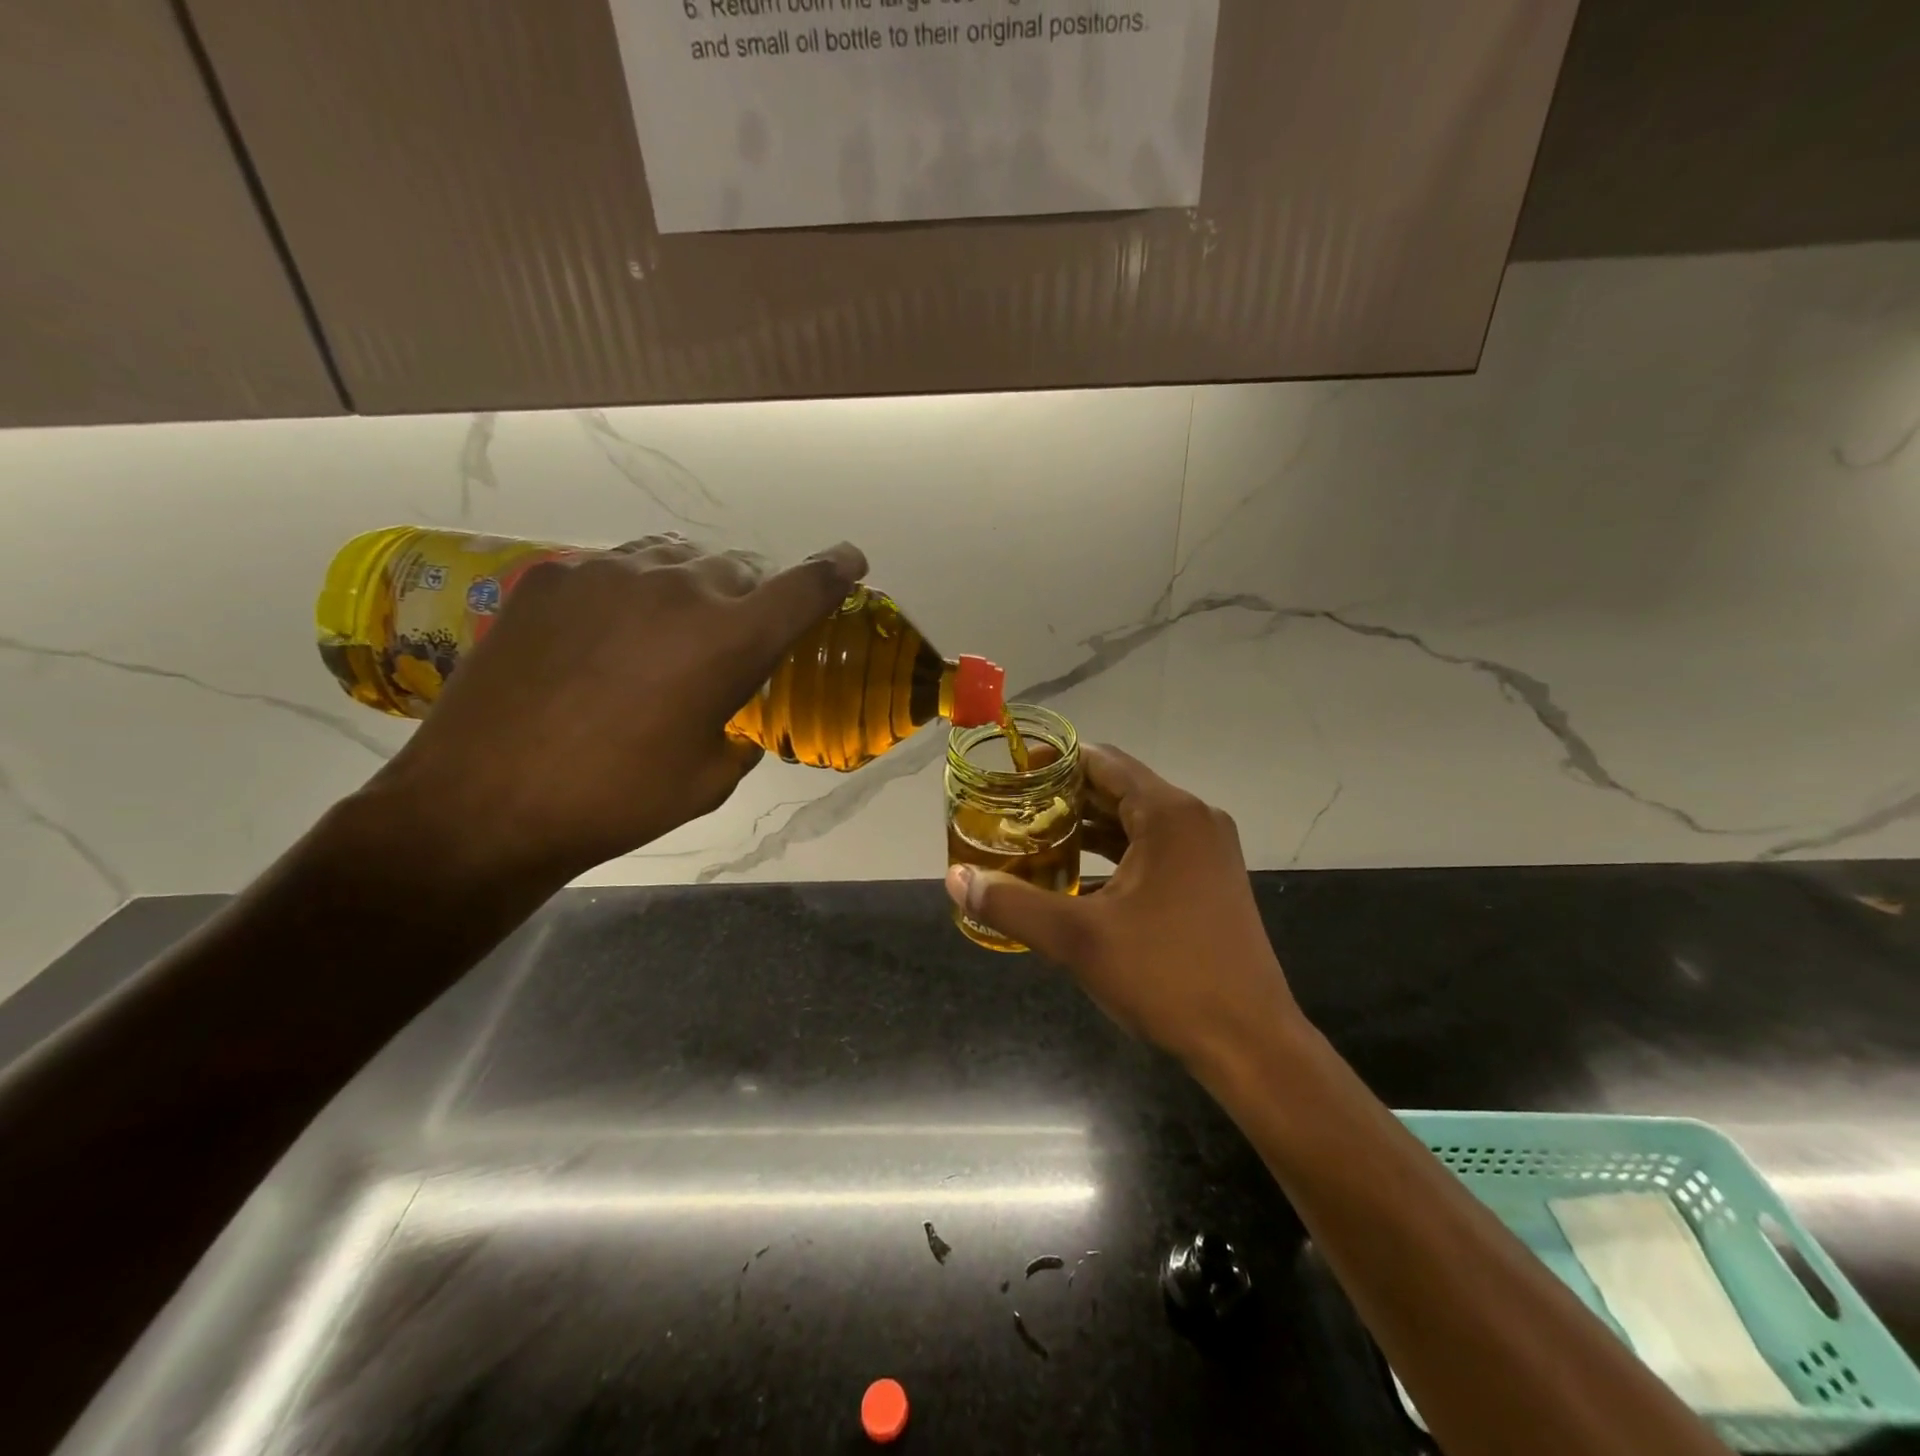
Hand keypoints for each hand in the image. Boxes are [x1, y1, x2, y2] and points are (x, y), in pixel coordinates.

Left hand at [373, 535, 866, 885]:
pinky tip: (605, 637)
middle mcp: (678, 589)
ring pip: (675, 561)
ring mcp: (608, 574)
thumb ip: (738, 739)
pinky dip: (630, 594)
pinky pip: (613, 569)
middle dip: (746, 599)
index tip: (850, 560)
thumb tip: (735, 726)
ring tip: (667, 632)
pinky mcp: (552, 577)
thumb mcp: (707, 780)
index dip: (834, 570)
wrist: (485, 801)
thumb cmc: (616, 800)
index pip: (803, 589)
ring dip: (689, 590)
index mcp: (730, 641)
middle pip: (737, 570)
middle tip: (727, 640)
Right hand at [945, 745, 1302, 1070]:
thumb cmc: (1166, 977)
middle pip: (1117, 788)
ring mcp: (1206, 850)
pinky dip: (1112, 853)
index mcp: (1169, 814)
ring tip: (1033, 841)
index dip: (1052, 763)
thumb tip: (956, 879)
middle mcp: (1193, 819)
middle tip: (1011, 813)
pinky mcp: (1209, 879)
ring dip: (1086, 827)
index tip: (1009, 778)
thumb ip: (1012, 903)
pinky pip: (1152, 848)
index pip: (1101, 761)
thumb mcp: (1078, 939)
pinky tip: (1075, 875)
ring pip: (1134, 820)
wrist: (1250, 1042)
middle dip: (1063, 798)